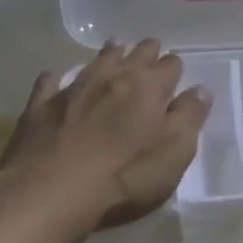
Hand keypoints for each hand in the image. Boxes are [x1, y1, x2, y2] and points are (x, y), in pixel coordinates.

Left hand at [0, 41, 211, 227]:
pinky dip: (57, 78)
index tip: (175, 73)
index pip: (170, 65)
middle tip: (149, 52)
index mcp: (149, 87)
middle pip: (135, 54)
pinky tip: (56, 79)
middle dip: (146, 52)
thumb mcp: (173, 155)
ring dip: (109, 55)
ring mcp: (74, 88)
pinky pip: (50, 82)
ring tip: (115, 50)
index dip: (174, 68)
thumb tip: (201, 90)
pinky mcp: (41, 106)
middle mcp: (113, 77)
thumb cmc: (124, 177)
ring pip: (97, 60)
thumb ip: (189, 118)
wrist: (49, 193)